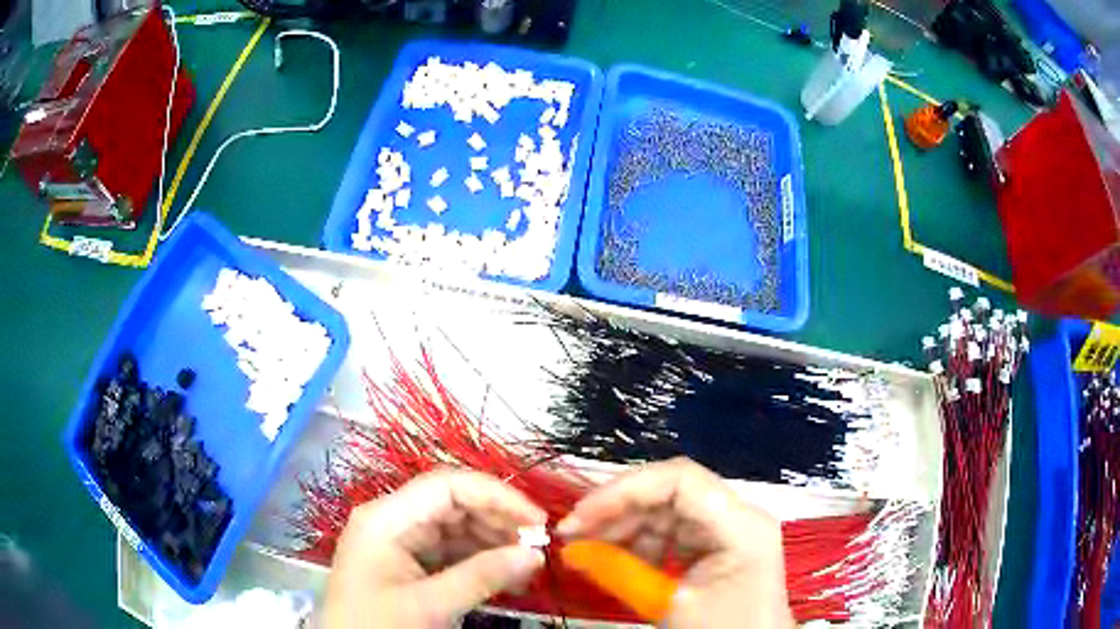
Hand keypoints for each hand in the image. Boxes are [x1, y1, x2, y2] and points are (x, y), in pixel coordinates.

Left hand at [323, 469, 546, 627]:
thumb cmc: (377, 627)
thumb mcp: (429, 606)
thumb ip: (482, 577)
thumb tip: (535, 554)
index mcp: (386, 518)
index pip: (447, 485)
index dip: (496, 495)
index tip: (537, 520)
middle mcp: (393, 520)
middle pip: (454, 503)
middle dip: (498, 520)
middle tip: (538, 545)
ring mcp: (400, 542)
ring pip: (457, 527)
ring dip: (494, 542)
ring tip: (528, 564)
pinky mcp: (408, 563)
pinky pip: (451, 551)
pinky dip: (481, 561)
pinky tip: (508, 576)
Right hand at [557, 458, 795, 627]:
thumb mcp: (668, 605)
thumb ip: (618, 572)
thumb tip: (570, 550)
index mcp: (740, 524)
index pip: (680, 480)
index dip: (624, 490)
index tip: (581, 515)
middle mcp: (739, 514)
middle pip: (671, 492)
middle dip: (618, 510)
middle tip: (573, 533)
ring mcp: (730, 528)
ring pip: (667, 510)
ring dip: (625, 528)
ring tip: (587, 550)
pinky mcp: (719, 543)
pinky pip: (674, 532)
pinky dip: (642, 544)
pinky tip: (617, 561)